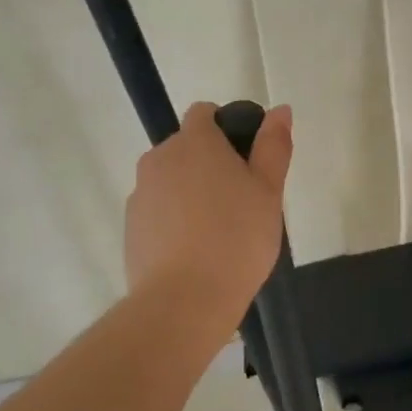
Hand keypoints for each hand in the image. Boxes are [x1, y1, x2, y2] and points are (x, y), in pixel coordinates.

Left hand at [124, 102, 292, 331]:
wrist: (184, 300)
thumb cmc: (237, 238)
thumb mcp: (269, 191)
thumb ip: (273, 146)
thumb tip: (280, 110)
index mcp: (195, 142)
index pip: (204, 112)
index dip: (227, 127)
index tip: (247, 160)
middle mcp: (160, 158)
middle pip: (186, 147)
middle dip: (210, 163)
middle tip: (241, 201)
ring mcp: (140, 193)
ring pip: (171, 180)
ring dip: (191, 192)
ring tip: (218, 231)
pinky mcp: (131, 227)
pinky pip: (158, 210)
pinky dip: (174, 220)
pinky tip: (194, 251)